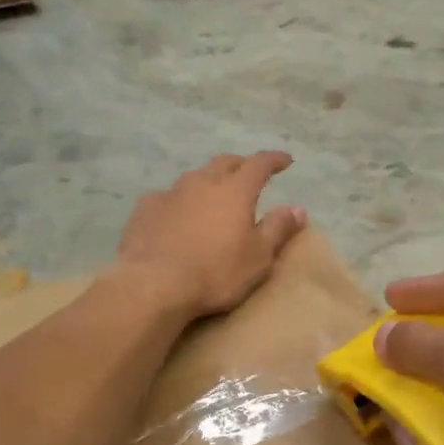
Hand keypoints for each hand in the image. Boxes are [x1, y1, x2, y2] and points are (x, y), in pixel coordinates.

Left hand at [117, 153, 306, 318]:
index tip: (285, 161)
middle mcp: (202, 182)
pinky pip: (168, 196)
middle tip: (250, 174)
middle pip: (225, 162)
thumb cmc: (215, 272)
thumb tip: (298, 208)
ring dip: (209, 180)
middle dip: (241, 165)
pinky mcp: (145, 208)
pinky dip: (180, 200)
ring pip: (195, 177)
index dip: (274, 160)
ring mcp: (170, 193)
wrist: (153, 285)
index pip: (259, 164)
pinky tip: (177, 214)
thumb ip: (278, 228)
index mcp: (235, 191)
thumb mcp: (258, 256)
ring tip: (213, 194)